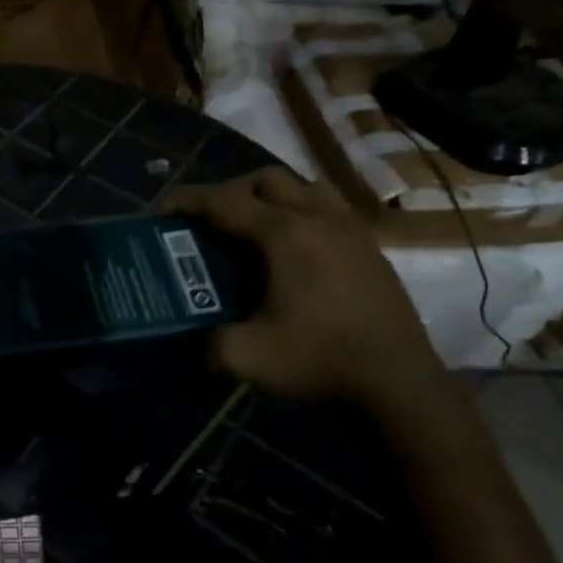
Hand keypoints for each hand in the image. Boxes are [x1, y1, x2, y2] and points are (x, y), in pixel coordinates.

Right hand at [163, 169, 445, 414]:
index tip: (163, 208)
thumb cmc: (320, 360)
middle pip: (265, 180)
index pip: (224, 202)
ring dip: (272, 197)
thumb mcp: (246, 357)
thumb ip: (209, 342)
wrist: (399, 383)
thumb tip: (199, 337)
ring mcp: (350, 229)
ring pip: (304, 187)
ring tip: (254, 226)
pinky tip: (295, 249)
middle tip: (211, 221)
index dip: (188, 200)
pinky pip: (329, 209)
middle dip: (230, 191)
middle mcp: (318, 218)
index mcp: (284, 233)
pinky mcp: (371, 247)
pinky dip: (302, 213)